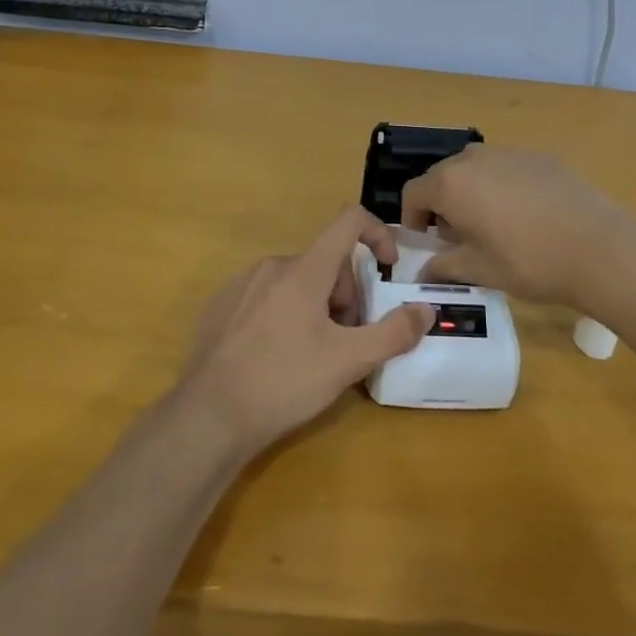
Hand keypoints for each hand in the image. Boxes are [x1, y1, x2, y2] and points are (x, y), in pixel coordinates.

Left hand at [178, 206, 434, 454]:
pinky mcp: (221, 304)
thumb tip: (426, 310)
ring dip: (317, 305)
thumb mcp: (347, 362)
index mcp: (304, 269)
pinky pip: (266, 295)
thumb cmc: (284, 382)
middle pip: (326, 261)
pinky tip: (276, 356)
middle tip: (345, 341)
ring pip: (297, 280)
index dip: (378, 233)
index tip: (388, 268)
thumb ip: (392, 333)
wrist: (209, 415)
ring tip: (312, 354)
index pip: (349, 221)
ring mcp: (242, 283)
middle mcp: (273, 265)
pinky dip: (284, 313)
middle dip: (346, 294)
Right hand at [400, 145, 635, 308]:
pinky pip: (506, 167)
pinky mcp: (539, 156)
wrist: (600, 247)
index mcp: (451, 183)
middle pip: (442, 176)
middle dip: (441, 204)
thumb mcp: (480, 270)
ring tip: (492, 224)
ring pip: (475, 168)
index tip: (426, 242)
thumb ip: (444, 267)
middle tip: (458, 237)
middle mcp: (474, 158)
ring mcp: (509, 152)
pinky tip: (526, 214)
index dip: (412, 218)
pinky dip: (502, 185)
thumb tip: (422, 273)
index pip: (413, 192)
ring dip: (471, 191)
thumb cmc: (529, 261)